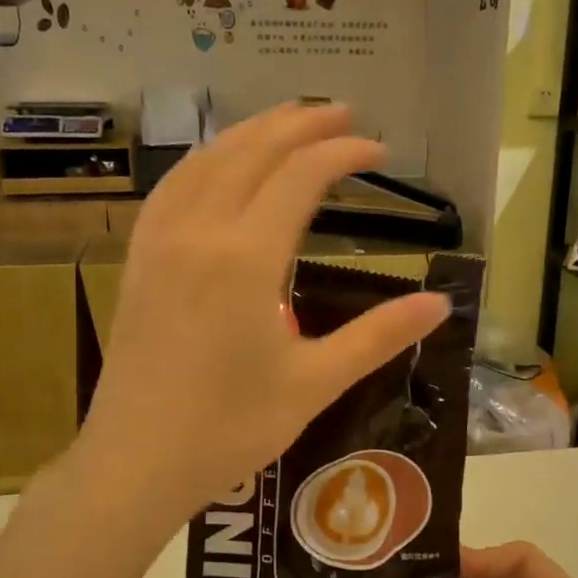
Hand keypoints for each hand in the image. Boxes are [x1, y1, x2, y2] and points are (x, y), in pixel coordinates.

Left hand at [77, 102, 449, 522]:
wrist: (136, 463)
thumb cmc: (230, 429)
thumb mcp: (314, 383)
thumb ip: (378, 336)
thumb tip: (441, 303)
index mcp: (247, 259)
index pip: (302, 177)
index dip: (344, 153)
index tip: (380, 150)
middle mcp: (200, 232)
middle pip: (252, 151)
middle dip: (300, 124)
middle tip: (343, 114)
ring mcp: (160, 243)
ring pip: (206, 161)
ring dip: (250, 133)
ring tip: (287, 124)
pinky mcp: (138, 260)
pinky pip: (171, 188)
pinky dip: (204, 161)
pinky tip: (216, 166)